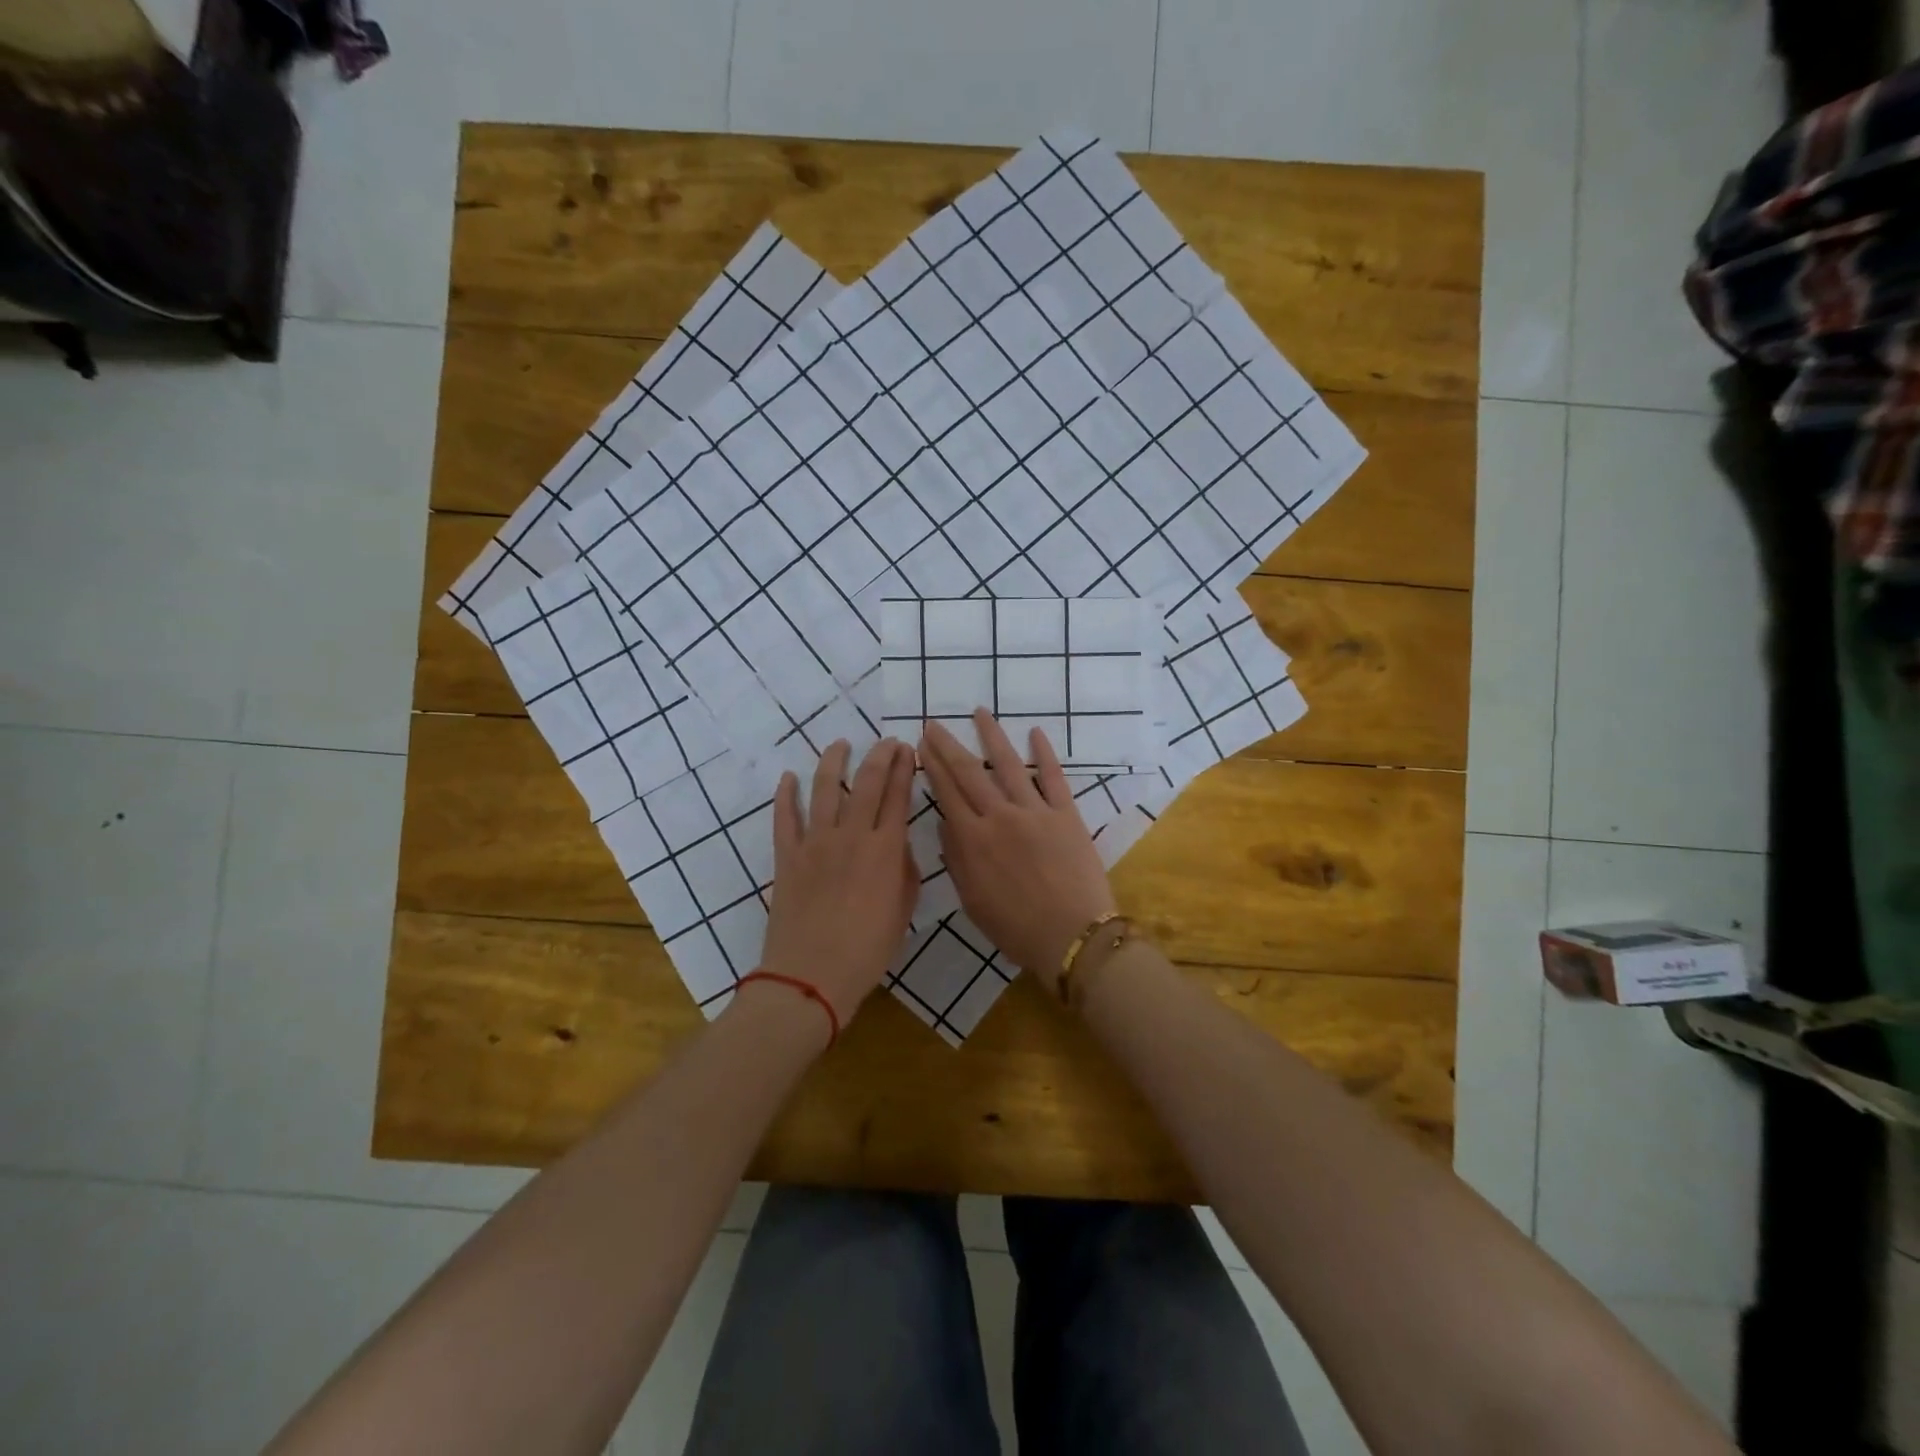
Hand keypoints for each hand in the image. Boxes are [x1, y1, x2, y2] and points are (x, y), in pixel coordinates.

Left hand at [758, 738, 917, 1025]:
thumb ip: (904, 873)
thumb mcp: (902, 912)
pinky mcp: (787, 856)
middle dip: (879, 756)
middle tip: (886, 742)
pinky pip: (785, 818)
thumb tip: (897, 847)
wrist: (811, 975)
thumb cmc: (867, 950)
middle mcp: (851, 835)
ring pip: (824, 789)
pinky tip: (788, 777)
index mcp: (885, 849)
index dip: (903, 768)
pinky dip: (785, 795)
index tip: (907, 749)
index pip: (897, 796)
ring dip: (833, 762)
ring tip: (840, 745)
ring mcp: (815, 843)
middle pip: (866, 782)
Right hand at [918, 710, 1116, 992]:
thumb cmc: (1017, 928)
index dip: (932, 766)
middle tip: (934, 723)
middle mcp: (1000, 816)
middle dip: (948, 745)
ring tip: (980, 712)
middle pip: (969, 773)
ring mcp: (1035, 812)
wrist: (1072, 936)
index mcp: (974, 840)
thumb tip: (946, 824)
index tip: (921, 745)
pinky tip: (1035, 732)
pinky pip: (1053, 777)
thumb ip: (957, 860)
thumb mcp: (973, 901)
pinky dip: (1044, 753)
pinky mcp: (1066, 814)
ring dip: (992, 736)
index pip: (947, 793)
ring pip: (1008, 765)